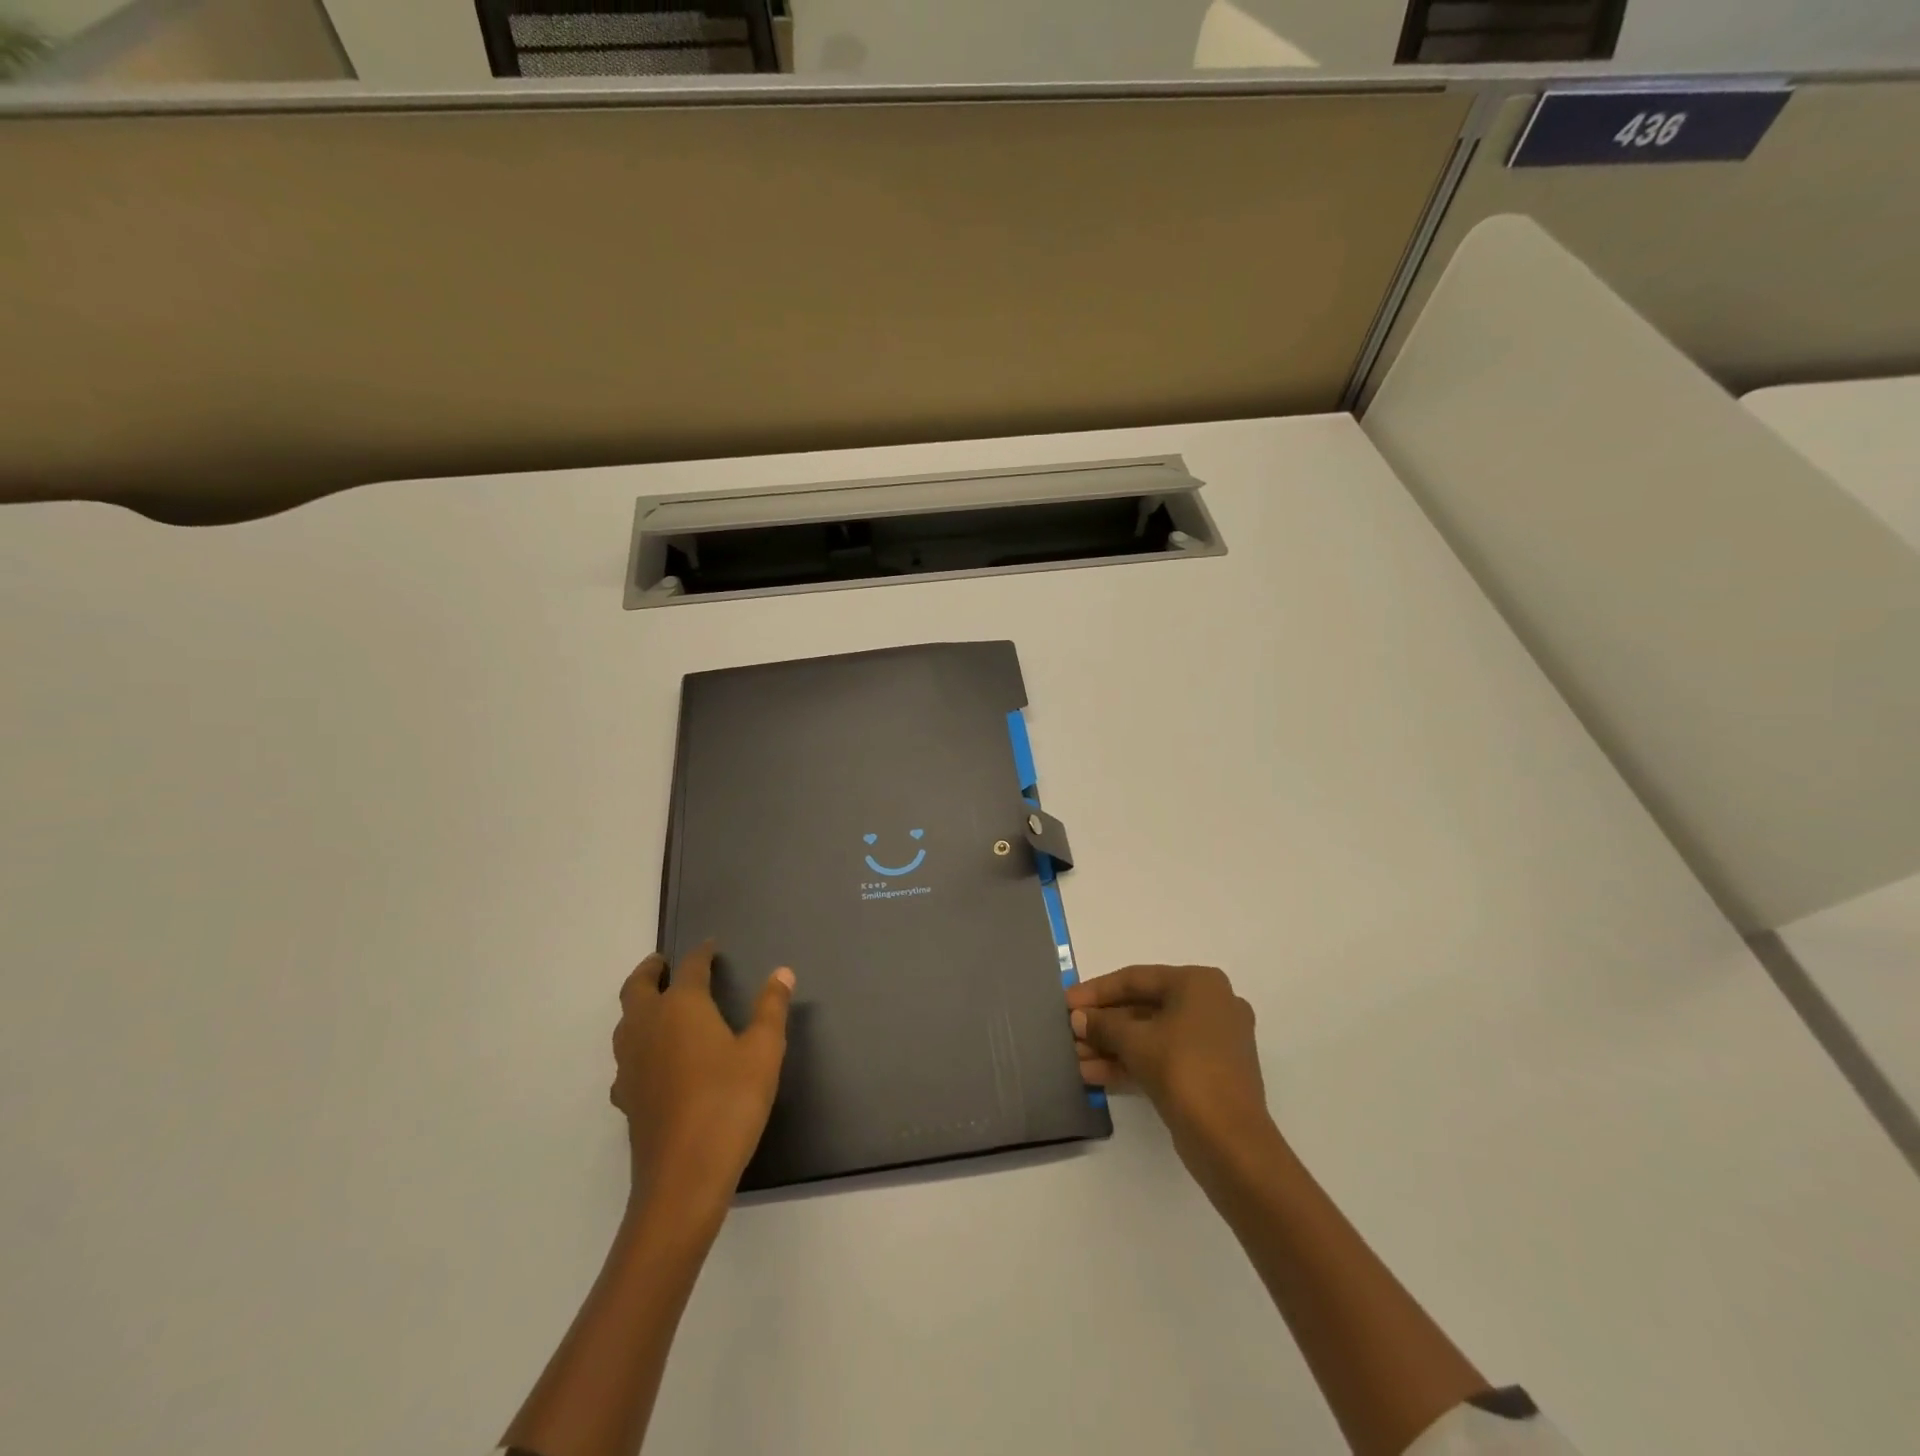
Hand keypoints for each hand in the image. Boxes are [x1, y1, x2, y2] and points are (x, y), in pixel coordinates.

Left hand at [611, 941, 794, 1213]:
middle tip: (663, 963)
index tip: (711, 946)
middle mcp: (648, 1027)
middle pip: (637, 988)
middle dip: (650, 971)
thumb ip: (771, 1008)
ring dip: (639, 1005)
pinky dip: (637, 1045)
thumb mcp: (764, 1051)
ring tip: (657, 1005)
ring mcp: (630, 1064)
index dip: (701, 954)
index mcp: (682, 1007)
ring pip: (625, 1022)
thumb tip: (781, 972)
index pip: (689, 968)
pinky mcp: (626, 1097)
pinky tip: (653, 1062)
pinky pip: (626, 1058)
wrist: (684, 1177)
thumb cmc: (730, 1103)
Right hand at [1067, 964, 1277, 1170]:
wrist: (1230, 1141)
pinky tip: (1093, 1074)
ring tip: (1075, 1058)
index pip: (1137, 978)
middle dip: (1104, 1023)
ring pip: (1151, 1035)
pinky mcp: (1209, 1073)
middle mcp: (1211, 1005)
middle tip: (1070, 1032)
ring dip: (1112, 1046)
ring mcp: (1213, 1041)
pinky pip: (1163, 1057)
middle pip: (1144, 1007)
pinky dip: (1131, 1063)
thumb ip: (1103, 1024)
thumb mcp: (1135, 1041)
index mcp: (1199, 984)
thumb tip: (1078, 1017)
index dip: (1097, 991)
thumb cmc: (1184, 1070)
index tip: (1067, 1002)